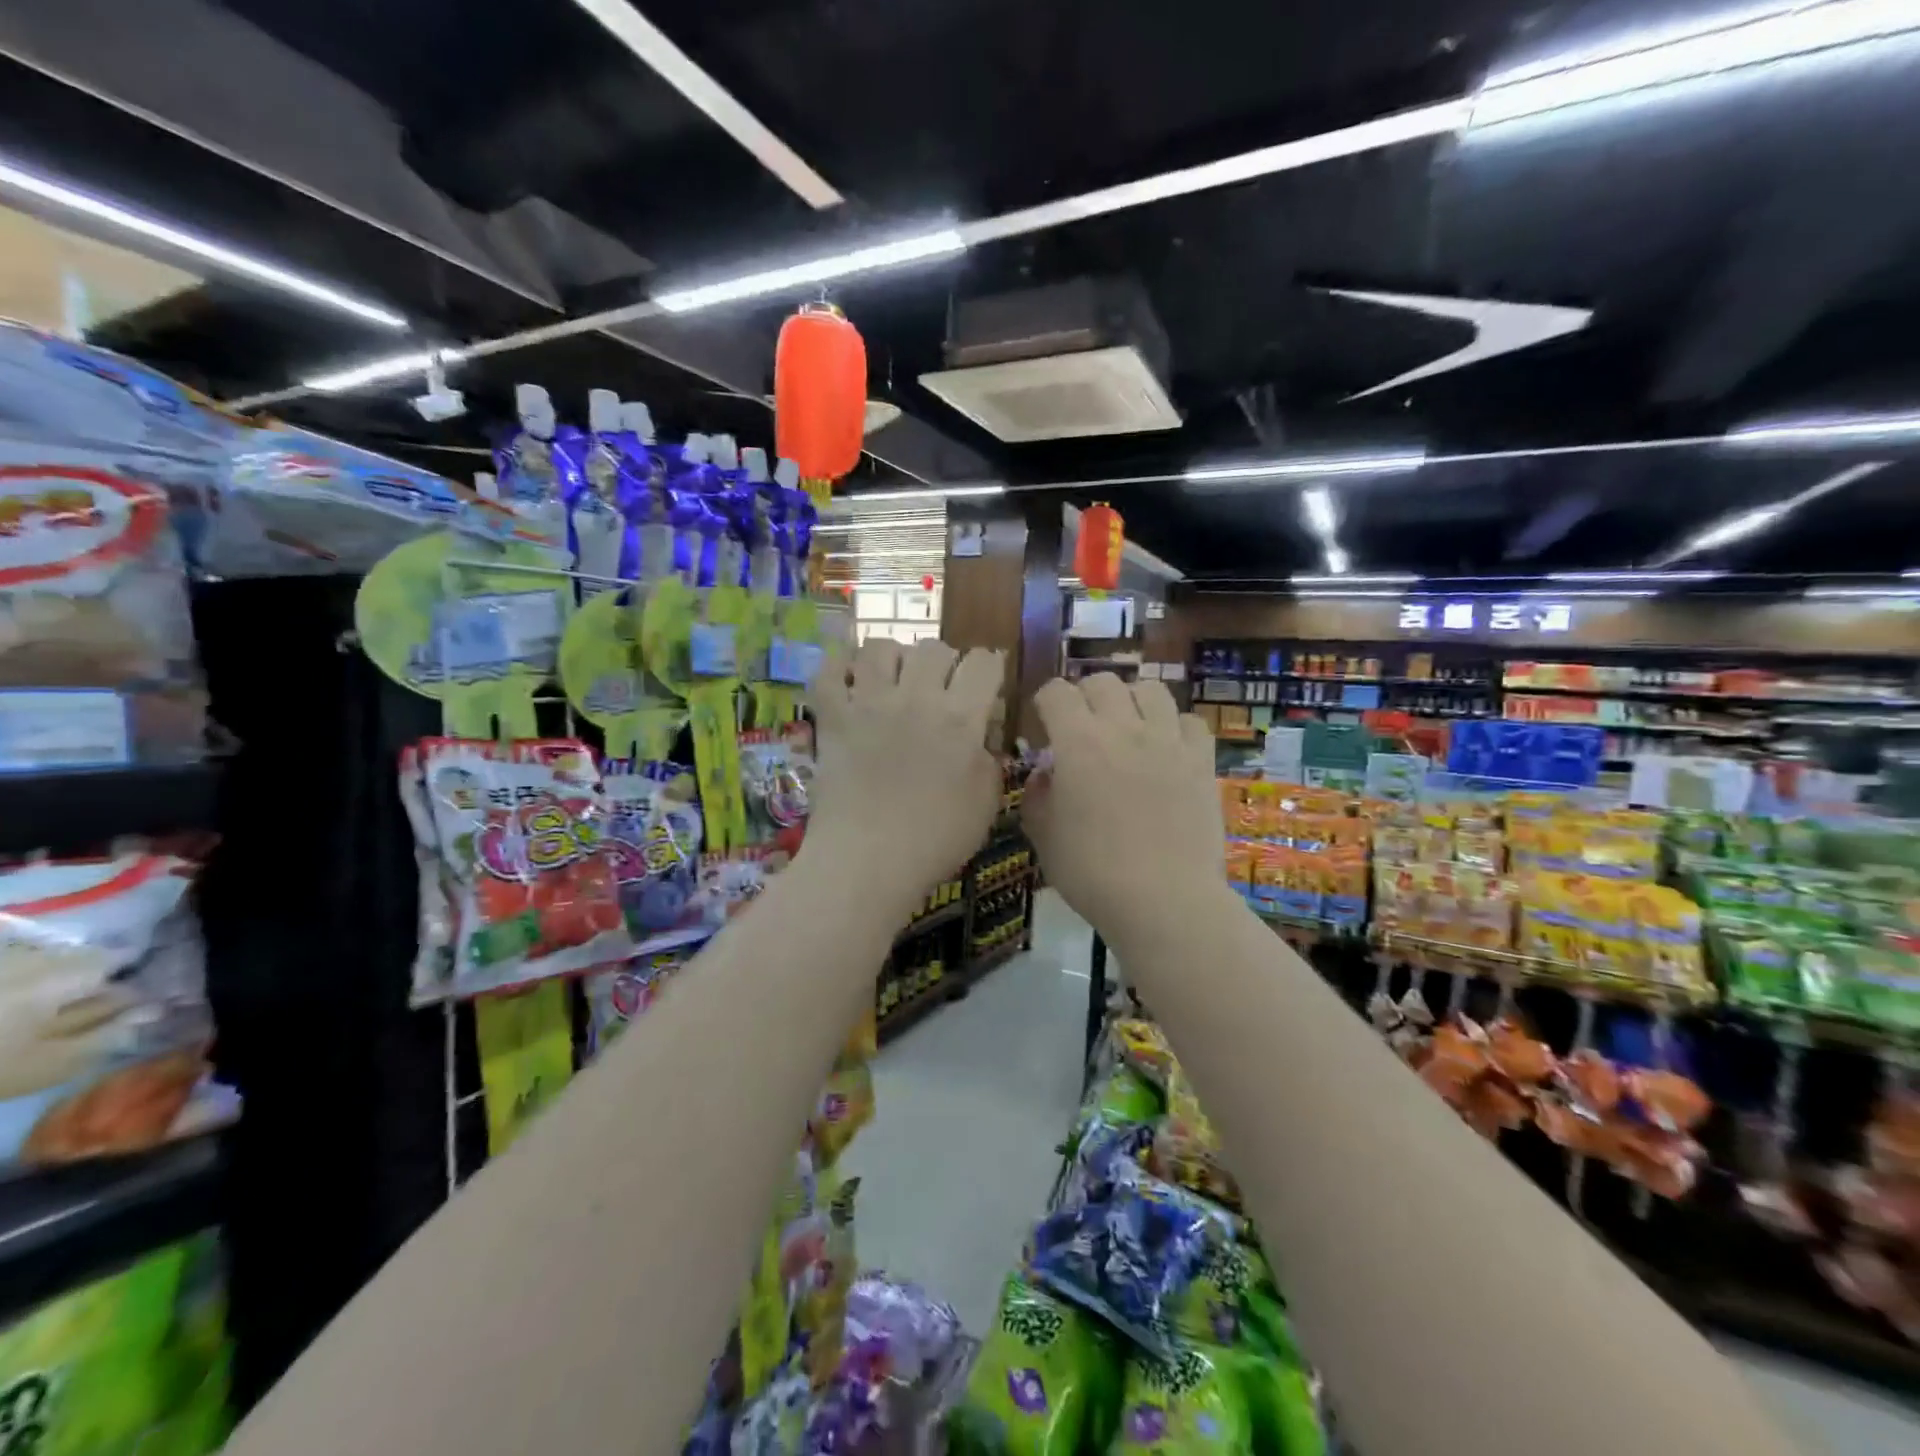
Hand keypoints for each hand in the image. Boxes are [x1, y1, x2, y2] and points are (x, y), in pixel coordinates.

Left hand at [801, 638, 1004, 921]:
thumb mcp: (986, 803)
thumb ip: (989, 760)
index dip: (989, 667)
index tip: (985, 686)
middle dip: (944, 663)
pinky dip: (839, 669)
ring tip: (894, 681)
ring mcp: (869, 704)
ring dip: (894, 658)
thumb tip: (980, 736)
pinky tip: (850, 682)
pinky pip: (829, 672)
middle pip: (934, 648)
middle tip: (940, 690)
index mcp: (961, 717)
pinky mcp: (833, 718)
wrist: (867, 861)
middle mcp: (916, 698)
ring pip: (881, 648)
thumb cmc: (935, 839)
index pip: (983, 662)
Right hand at [1023, 674, 1227, 947]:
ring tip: (1127, 726)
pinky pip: (1190, 721)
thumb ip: (1037, 796)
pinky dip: (1174, 727)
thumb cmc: (1092, 873)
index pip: (1056, 693)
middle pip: (1102, 682)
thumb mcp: (1044, 837)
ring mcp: (1167, 741)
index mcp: (1078, 742)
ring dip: (1131, 700)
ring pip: (1150, 690)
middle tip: (1082, 726)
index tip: (1044, 723)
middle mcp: (1123, 728)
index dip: (1045, 702)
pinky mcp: (1201, 760)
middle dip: (1085, 696)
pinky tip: (1167, 748)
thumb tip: (1046, 773)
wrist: (1163, 901)